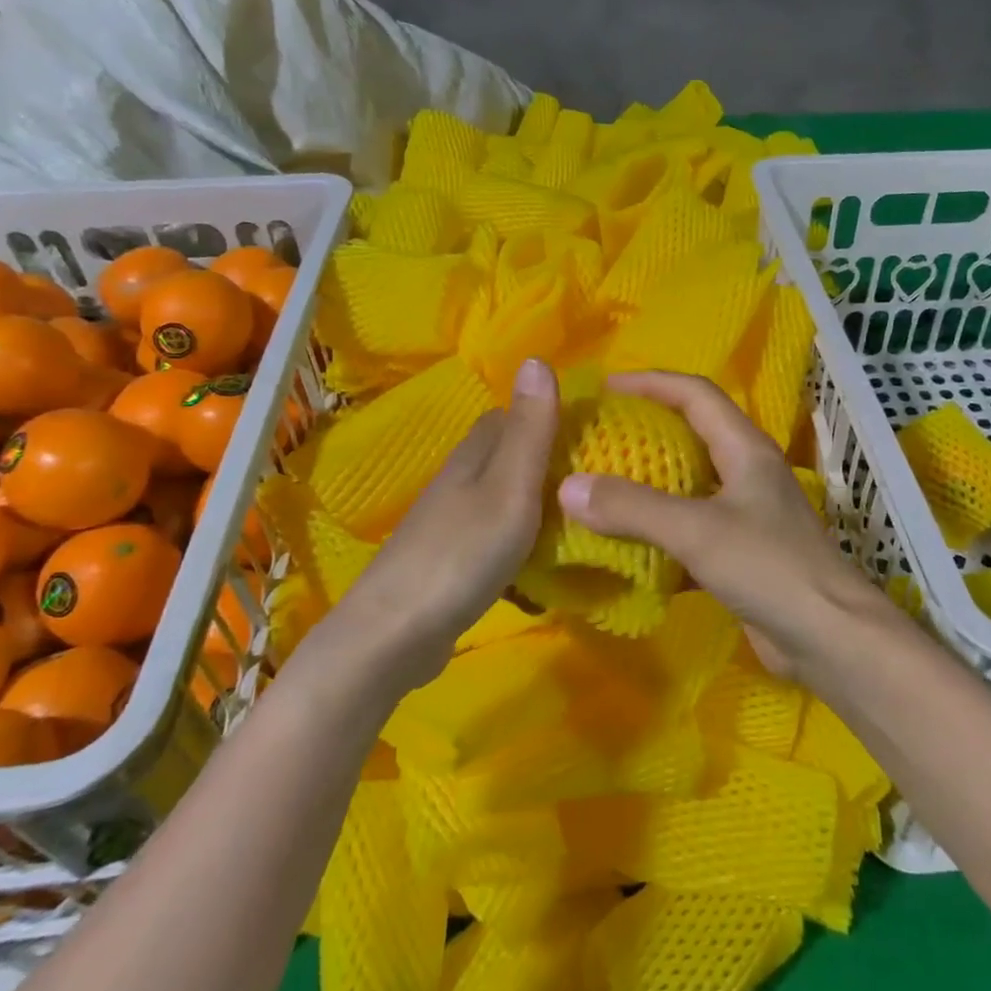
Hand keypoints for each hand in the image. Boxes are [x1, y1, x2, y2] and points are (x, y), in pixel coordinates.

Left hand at [321, 358, 559, 687]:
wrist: (396, 633)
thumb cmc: (463, 553)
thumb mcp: (510, 487)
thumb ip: (530, 430)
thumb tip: (538, 357)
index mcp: (473, 457)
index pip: (509, 417)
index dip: (546, 416)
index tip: (590, 431)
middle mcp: (458, 482)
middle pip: (505, 457)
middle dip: (545, 462)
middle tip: (594, 481)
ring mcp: (450, 525)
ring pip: (500, 499)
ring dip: (534, 505)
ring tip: (577, 522)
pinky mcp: (449, 563)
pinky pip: (494, 539)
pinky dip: (520, 544)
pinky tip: (540, 567)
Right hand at [558, 370, 884, 673]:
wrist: (830, 638)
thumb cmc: (770, 568)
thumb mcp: (697, 531)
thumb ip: (633, 508)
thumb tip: (568, 486)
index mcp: (745, 449)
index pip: (696, 394)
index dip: (651, 382)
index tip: (605, 386)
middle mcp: (747, 473)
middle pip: (692, 434)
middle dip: (646, 429)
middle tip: (598, 436)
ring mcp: (747, 514)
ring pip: (689, 484)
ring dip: (649, 483)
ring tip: (601, 486)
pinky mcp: (741, 553)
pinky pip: (691, 529)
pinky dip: (659, 532)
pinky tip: (626, 545)